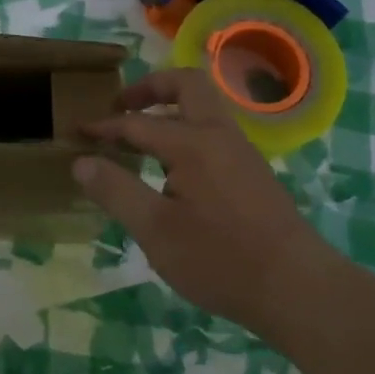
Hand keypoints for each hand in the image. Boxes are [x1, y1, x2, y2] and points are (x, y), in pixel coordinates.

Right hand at [74, 68, 343, 326]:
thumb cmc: (220, 259)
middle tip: (120, 108)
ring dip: (170, 109)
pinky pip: (213, 132)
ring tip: (139, 138)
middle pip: (186, 85)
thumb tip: (81, 162)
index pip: (138, 123)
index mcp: (193, 143)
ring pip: (204, 107)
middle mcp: (220, 135)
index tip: (76, 133)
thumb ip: (116, 191)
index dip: (103, 127)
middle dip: (149, 88)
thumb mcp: (155, 230)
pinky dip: (186, 131)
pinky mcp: (253, 173)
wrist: (298, 288)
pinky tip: (171, 169)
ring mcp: (242, 152)